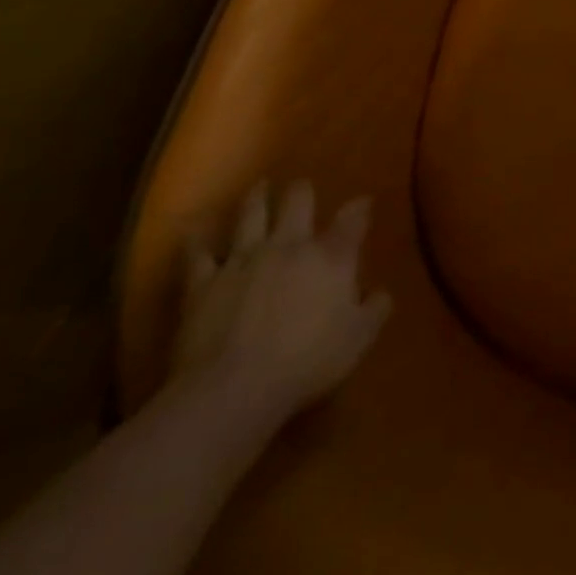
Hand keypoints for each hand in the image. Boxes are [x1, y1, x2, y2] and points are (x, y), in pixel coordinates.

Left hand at [173, 182, 392, 422]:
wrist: (233, 388)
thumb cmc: (307, 362)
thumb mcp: (358, 339)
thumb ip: (374, 310)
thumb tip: (381, 292)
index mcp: (331, 257)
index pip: (352, 219)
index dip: (360, 207)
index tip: (363, 202)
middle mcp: (290, 245)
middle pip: (298, 203)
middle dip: (302, 190)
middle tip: (301, 186)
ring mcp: (244, 259)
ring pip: (251, 215)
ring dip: (256, 198)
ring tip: (259, 186)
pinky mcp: (203, 282)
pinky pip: (197, 253)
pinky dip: (196, 239)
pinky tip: (195, 228)